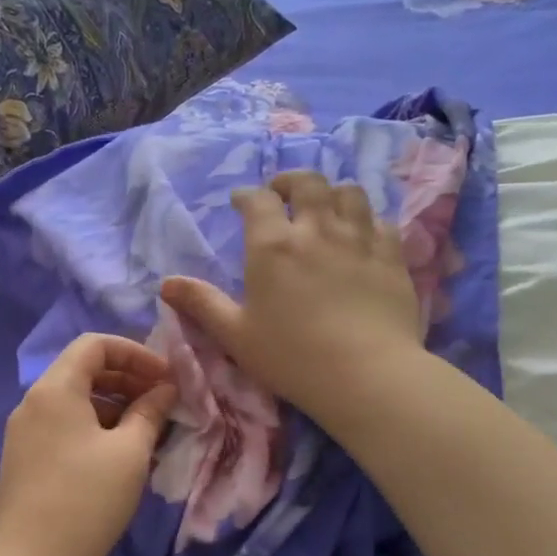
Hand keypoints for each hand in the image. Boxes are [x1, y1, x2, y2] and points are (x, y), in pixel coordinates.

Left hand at [0, 335, 177, 555]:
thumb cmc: (88, 500)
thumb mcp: (130, 452)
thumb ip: (150, 411)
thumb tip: (165, 389)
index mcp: (54, 389)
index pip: (94, 345)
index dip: (135, 352)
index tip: (166, 376)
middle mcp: (31, 401)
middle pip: (82, 369)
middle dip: (126, 377)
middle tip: (162, 400)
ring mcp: (22, 431)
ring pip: (72, 398)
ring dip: (112, 402)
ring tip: (146, 427)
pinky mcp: (22, 457)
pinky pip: (61, 423)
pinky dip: (92, 424)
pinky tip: (117, 450)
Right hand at [160, 171, 422, 428]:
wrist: (366, 374)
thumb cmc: (291, 357)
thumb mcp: (235, 335)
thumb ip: (201, 303)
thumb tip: (165, 283)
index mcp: (272, 245)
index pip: (257, 200)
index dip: (247, 196)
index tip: (240, 202)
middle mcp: (316, 229)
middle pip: (307, 182)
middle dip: (291, 181)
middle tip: (283, 194)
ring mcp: (359, 238)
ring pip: (349, 192)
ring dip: (332, 193)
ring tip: (325, 208)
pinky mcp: (392, 255)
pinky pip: (381, 221)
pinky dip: (367, 220)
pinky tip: (362, 235)